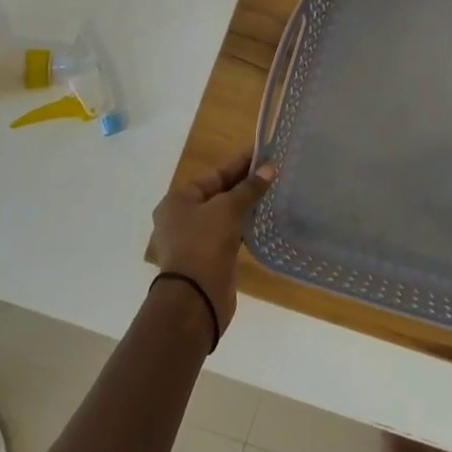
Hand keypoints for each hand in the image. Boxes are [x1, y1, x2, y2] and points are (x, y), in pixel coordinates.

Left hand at [149, 150, 274, 334]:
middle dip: (245, 183)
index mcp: (178, 199)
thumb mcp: (227, 209)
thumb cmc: (204, 243)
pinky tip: (264, 218)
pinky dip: (244, 224)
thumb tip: (270, 169)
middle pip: (218, 192)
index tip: (264, 153)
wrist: (195, 298)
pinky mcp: (208, 257)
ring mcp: (194, 239)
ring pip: (224, 214)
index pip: (214, 174)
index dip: (240, 163)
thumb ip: (249, 188)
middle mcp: (182, 217)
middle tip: (273, 171)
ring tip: (273, 191)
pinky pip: (228, 233)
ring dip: (246, 204)